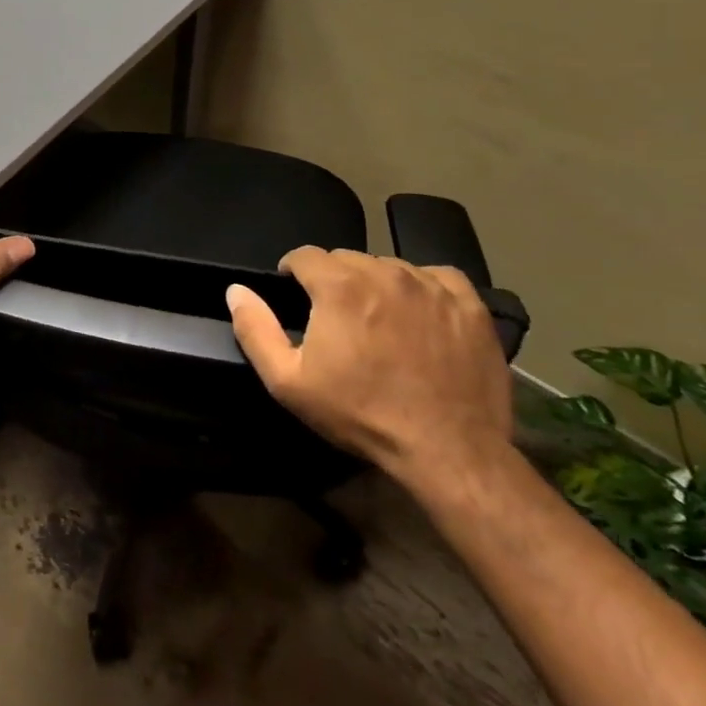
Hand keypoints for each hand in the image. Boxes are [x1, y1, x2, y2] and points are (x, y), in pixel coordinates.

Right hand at [226, 247, 512, 490]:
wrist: (448, 450)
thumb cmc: (360, 414)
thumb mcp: (288, 381)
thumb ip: (255, 330)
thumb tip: (236, 291)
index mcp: (339, 286)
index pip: (305, 255)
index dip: (293, 273)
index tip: (295, 296)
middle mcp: (385, 273)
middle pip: (347, 259)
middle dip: (334, 280)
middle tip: (336, 318)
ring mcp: (432, 286)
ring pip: (390, 266)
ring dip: (376, 284)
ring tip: (378, 321)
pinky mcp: (469, 305)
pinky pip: (436, 277)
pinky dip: (422, 287)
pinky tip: (419, 314)